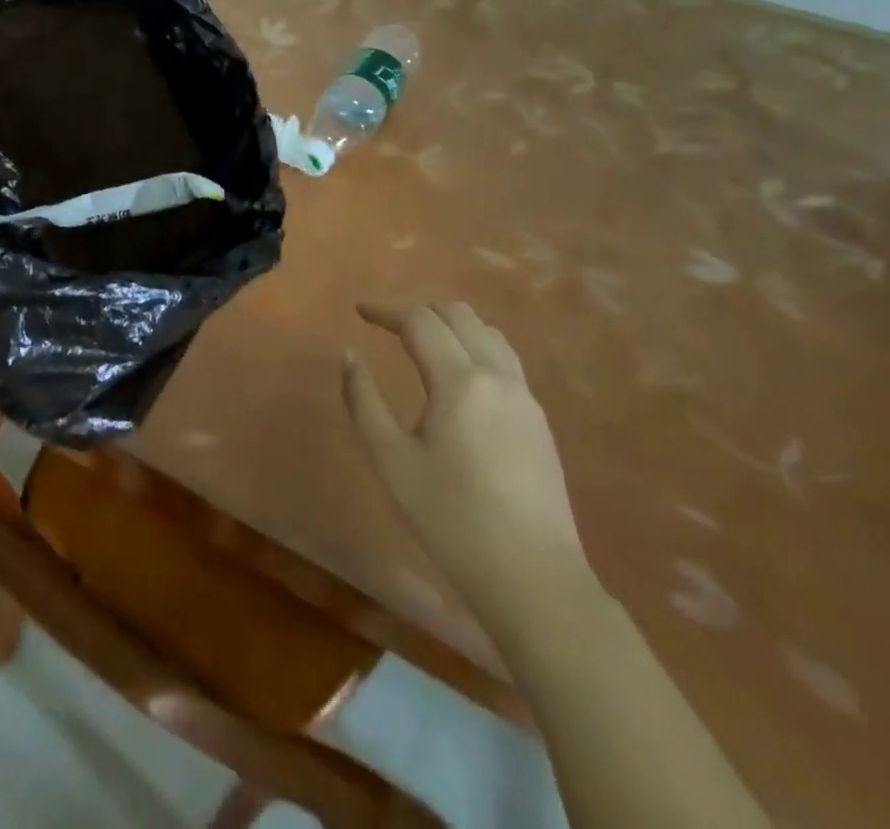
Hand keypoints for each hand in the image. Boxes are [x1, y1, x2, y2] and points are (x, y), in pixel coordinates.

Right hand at [342, 301, 594, 629]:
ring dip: (451, 325)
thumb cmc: (451, 519)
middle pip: (460, 316)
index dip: (386, 310)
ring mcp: (525, 399)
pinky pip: (504, 360)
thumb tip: (350, 354)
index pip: (420, 322)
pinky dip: (474, 347)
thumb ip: (364, 399)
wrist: (534, 580)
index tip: (359, 311)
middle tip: (386, 324)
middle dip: (419, 310)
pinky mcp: (539, 422)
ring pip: (488, 334)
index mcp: (460, 381)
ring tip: (420, 341)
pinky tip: (456, 376)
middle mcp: (498, 377)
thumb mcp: (391, 460)